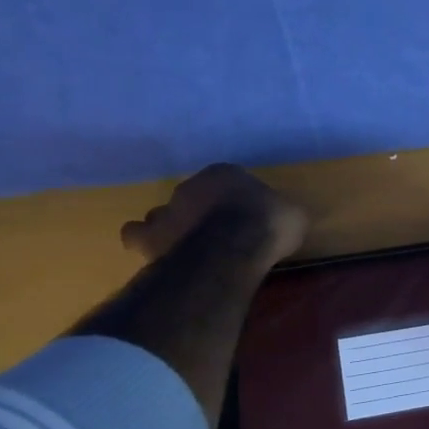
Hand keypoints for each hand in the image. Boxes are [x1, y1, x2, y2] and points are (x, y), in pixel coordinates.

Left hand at [120, 164, 307, 269]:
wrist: (234, 244)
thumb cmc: (267, 224)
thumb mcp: (293, 217)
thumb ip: (283, 214)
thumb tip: (289, 219)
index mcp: (224, 174)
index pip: (224, 181)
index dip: (231, 201)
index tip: (241, 217)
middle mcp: (190, 186)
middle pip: (189, 197)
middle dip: (196, 213)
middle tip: (210, 234)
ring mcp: (167, 210)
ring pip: (159, 214)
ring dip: (166, 227)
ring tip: (177, 245)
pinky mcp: (150, 237)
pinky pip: (135, 235)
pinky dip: (142, 242)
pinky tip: (154, 254)